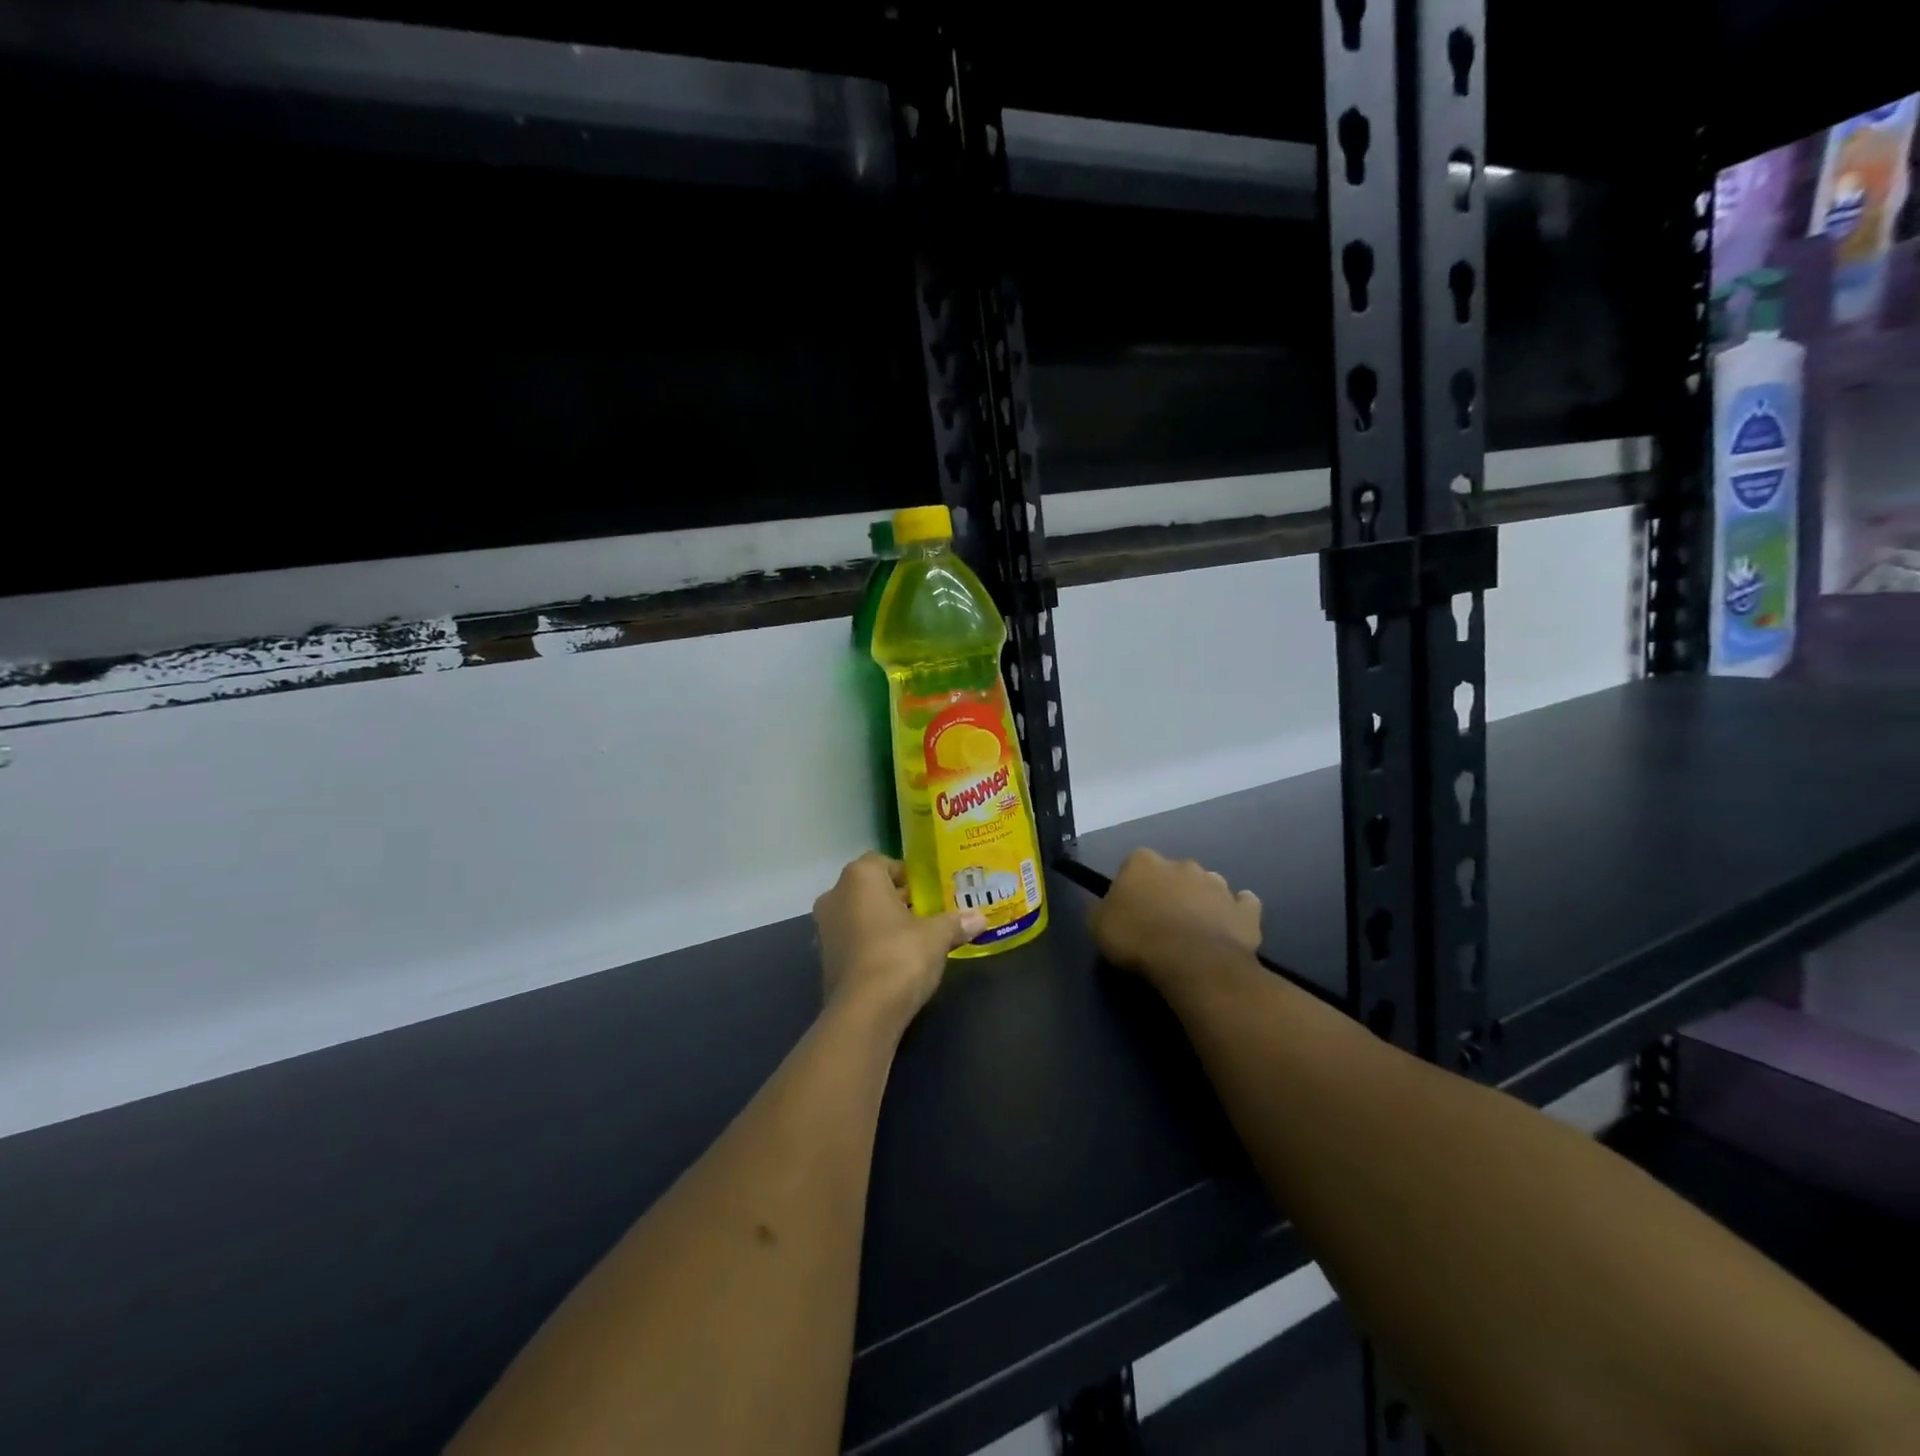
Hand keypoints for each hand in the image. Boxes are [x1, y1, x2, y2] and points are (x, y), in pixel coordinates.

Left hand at [813, 853, 985, 1029]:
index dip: (907, 874)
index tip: (928, 890)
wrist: (864, 1012)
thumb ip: (956, 922)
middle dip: (896, 898)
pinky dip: (871, 943)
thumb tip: (980, 918)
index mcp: (859, 877)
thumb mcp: (937, 936)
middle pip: (870, 888)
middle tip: (927, 911)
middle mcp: (835, 895)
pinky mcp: (825, 958)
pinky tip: (895, 959)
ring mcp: (825, 928)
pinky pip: (853, 939)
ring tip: (914, 936)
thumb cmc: (900, 955)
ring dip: (882, 921)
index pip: (883, 862)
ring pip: (859, 914)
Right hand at [1088, 848, 1261, 984]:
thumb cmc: (1138, 939)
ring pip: (1207, 886)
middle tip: (1161, 922)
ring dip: (1201, 901)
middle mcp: (1182, 864)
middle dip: (1169, 891)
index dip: (1131, 888)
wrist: (1192, 962)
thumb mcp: (1098, 926)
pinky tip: (1229, 928)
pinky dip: (1236, 913)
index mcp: (1144, 861)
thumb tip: (1107, 906)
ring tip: (1194, 931)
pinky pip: (1242, 905)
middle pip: (1172, 873)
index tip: (1129, 911)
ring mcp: (1218, 884)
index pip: (1133, 865)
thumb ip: (1102, 909)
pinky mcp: (1245, 909)